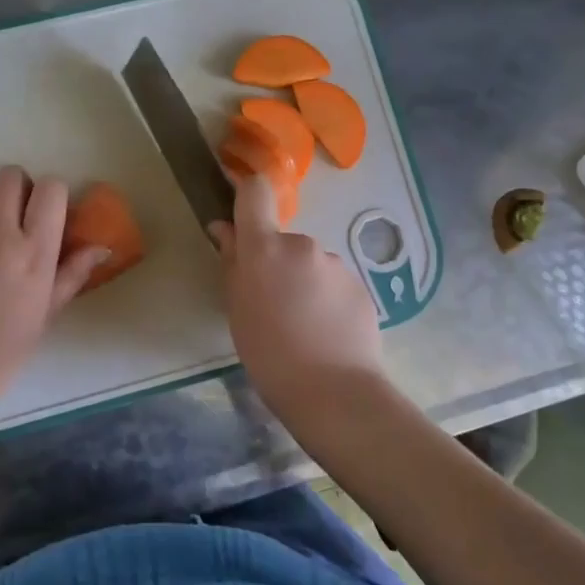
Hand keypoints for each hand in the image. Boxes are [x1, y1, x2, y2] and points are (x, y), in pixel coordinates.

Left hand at [0, 167, 105, 407]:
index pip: (51, 189)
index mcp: (35, 251)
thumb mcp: (47, 312)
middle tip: (20, 214)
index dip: (54, 194)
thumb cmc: (5, 349)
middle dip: (20, 187)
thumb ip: (73, 274)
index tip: (51, 214)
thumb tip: (102, 248)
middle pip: (11, 176)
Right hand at [208, 175, 383, 421]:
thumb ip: (231, 264)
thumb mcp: (237, 310)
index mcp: (266, 249)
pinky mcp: (360, 285)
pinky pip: (333, 283)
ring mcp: (336, 264)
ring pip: (310, 265)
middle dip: (276, 264)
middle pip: (283, 242)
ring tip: (302, 326)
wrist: (334, 392)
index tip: (240, 206)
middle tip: (272, 305)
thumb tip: (224, 229)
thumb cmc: (269, 354)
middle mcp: (304, 245)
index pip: (255, 194)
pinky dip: (326, 299)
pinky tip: (325, 333)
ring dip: (303, 283)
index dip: (247, 192)